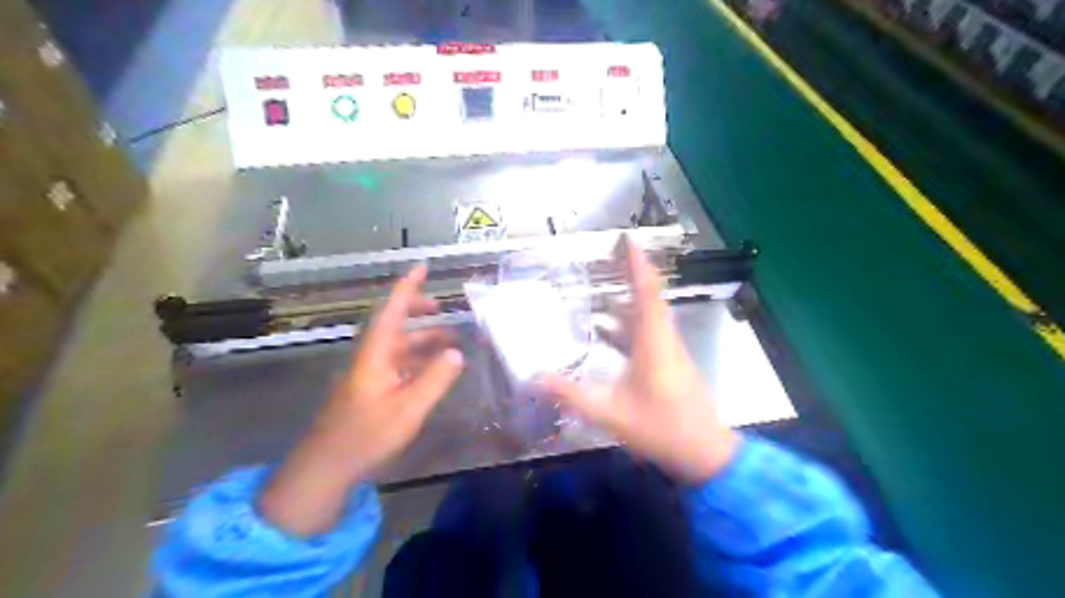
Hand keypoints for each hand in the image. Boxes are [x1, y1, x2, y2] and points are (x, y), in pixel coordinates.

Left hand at [259, 264, 463, 533]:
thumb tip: (457, 352)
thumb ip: (435, 379)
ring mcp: (367, 374)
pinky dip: (416, 359)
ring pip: (397, 345)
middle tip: (443, 307)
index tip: (423, 267)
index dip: (407, 286)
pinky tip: (432, 369)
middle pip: (393, 323)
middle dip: (418, 311)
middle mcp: (369, 357)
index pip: (392, 310)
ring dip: (421, 338)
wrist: (325, 467)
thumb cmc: (366, 435)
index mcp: (375, 354)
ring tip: (450, 341)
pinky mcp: (368, 390)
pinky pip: (396, 363)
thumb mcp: (409, 408)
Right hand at [541, 240, 741, 483]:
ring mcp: (670, 352)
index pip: (648, 293)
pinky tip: (608, 332)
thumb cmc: (662, 428)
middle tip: (606, 260)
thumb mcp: (610, 413)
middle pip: (649, 298)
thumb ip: (572, 395)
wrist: (705, 453)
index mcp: (654, 343)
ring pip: (649, 316)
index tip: (627, 241)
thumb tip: (536, 378)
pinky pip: (649, 332)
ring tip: (600, 291)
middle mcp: (664, 340)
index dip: (637, 266)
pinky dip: (629, 324)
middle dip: (630, 275)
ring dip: (628, 300)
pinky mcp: (670, 364)